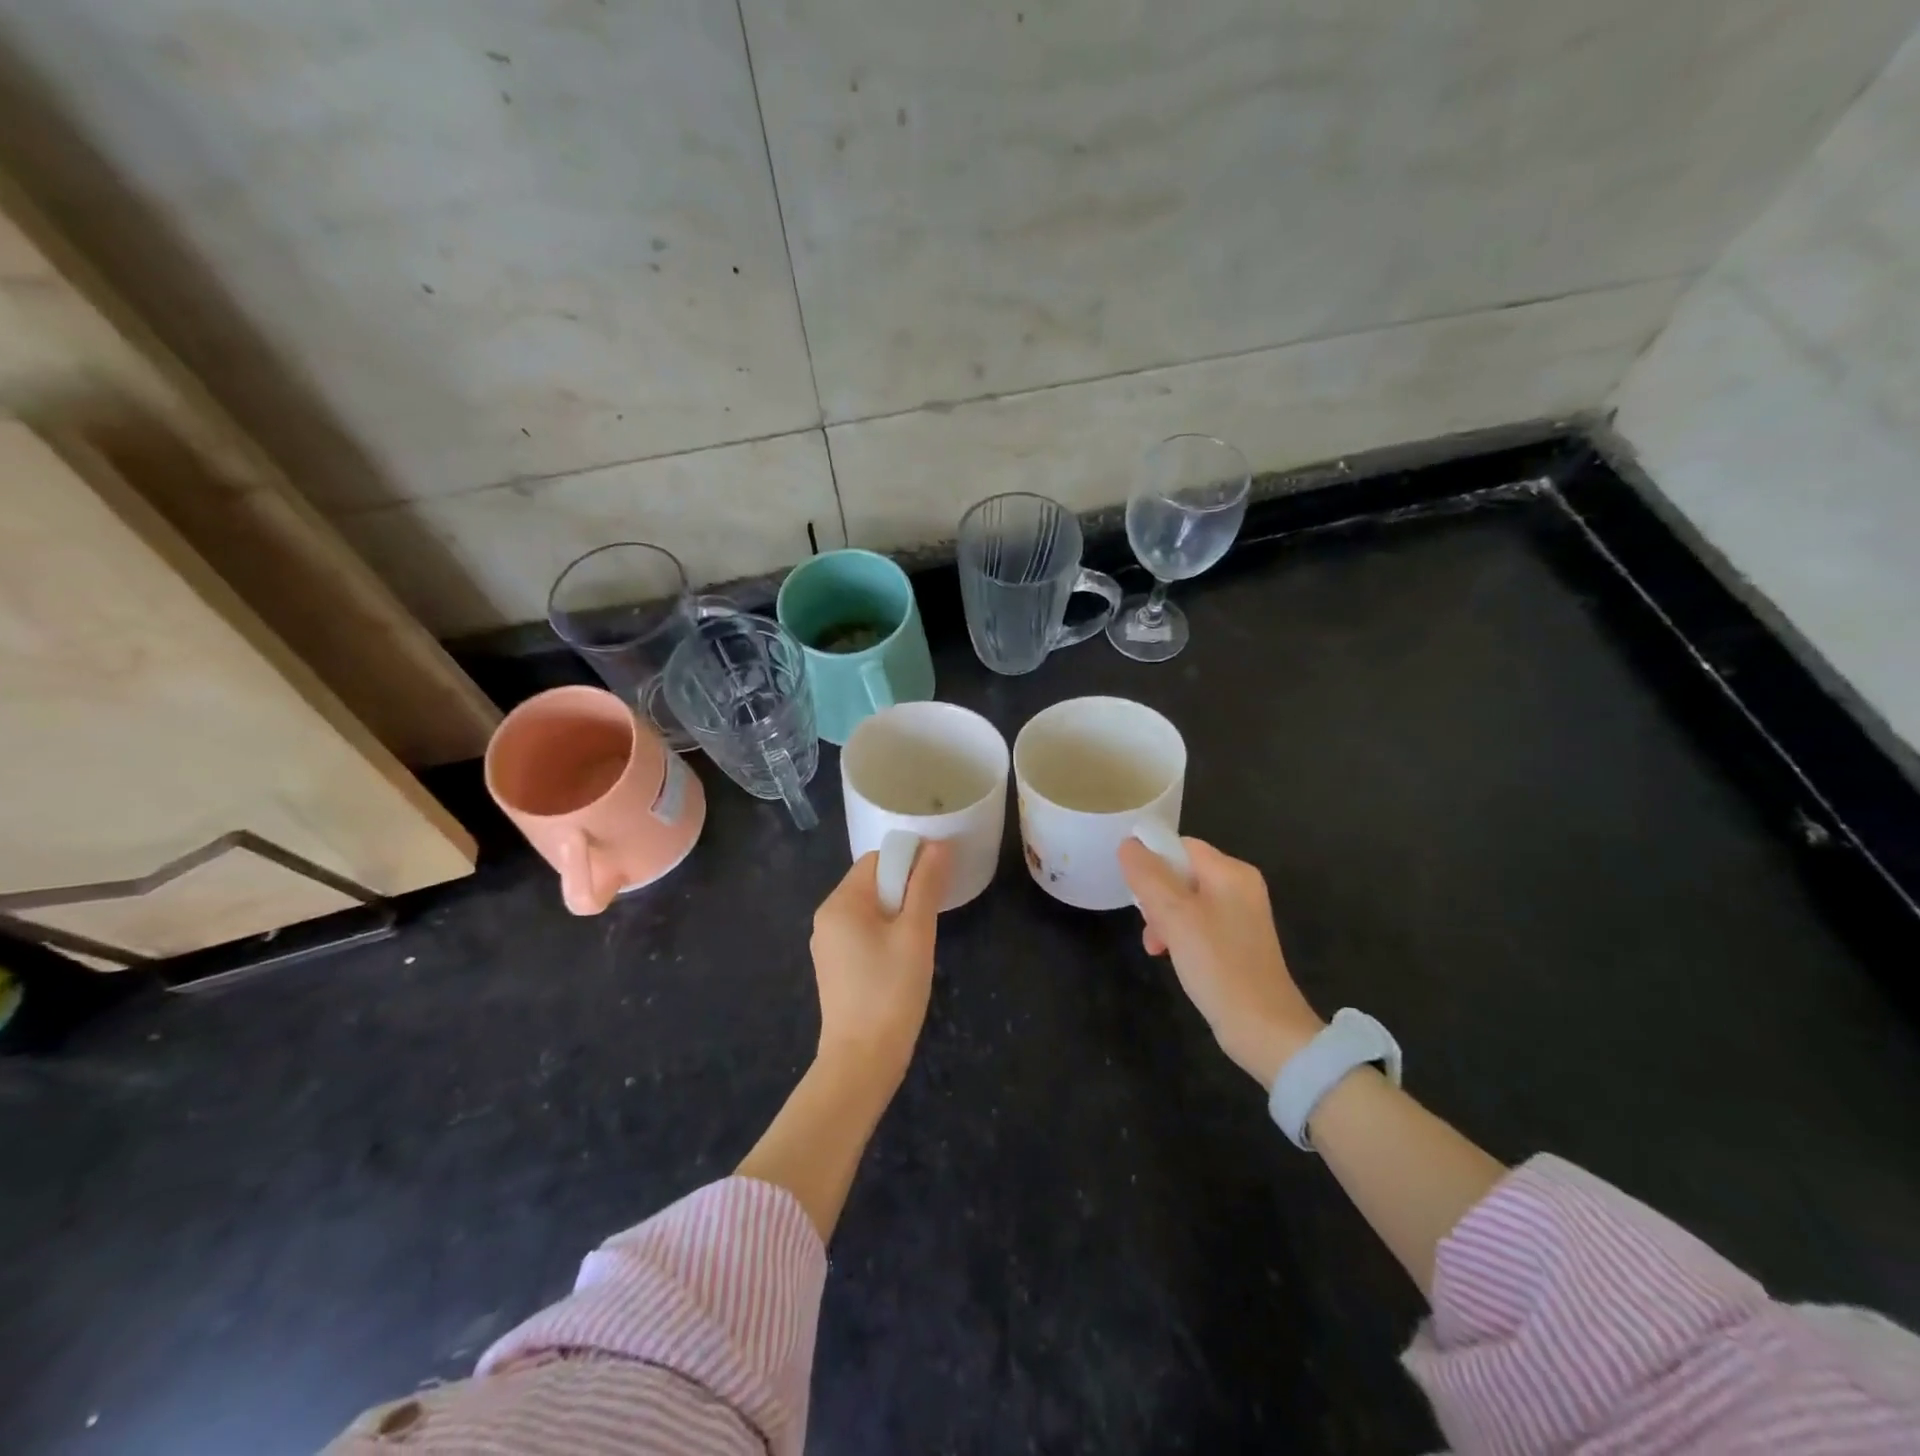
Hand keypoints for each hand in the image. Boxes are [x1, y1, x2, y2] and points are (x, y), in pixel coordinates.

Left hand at [809, 840, 951, 1081]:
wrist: (862, 1061)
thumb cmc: (891, 991)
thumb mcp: (915, 933)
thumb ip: (925, 885)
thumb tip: (937, 846)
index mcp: (839, 903)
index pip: (876, 860)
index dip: (908, 864)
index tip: (934, 886)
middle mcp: (826, 918)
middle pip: (872, 884)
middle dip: (904, 892)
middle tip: (929, 919)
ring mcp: (828, 945)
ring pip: (870, 911)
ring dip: (898, 916)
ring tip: (919, 942)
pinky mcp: (835, 968)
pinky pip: (863, 935)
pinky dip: (886, 936)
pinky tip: (903, 961)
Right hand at [1118, 836, 1323, 1087]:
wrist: (1263, 1028)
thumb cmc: (1218, 964)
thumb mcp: (1175, 915)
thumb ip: (1148, 875)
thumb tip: (1128, 843)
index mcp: (1231, 872)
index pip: (1180, 846)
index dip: (1152, 862)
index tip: (1136, 892)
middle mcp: (1240, 887)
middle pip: (1181, 873)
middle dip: (1156, 897)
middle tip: (1149, 925)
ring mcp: (1240, 916)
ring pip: (1185, 901)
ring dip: (1163, 919)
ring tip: (1156, 946)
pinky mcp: (1237, 942)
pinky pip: (1197, 924)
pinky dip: (1179, 935)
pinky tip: (1171, 956)